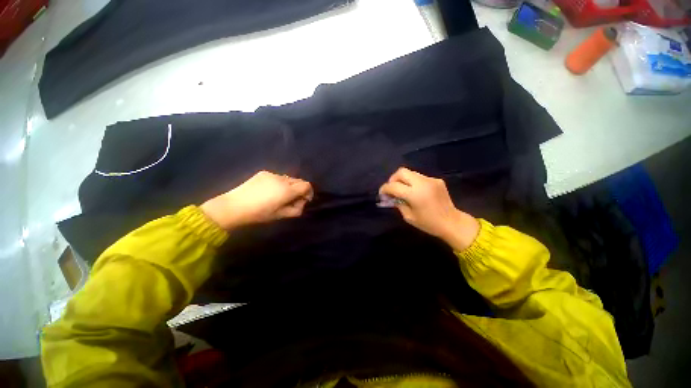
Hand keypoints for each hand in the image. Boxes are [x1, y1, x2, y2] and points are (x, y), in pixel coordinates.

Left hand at [201, 171, 312, 229]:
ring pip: (289, 178)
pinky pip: (278, 177)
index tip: (304, 200)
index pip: (307, 185)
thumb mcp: (281, 215)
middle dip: (300, 190)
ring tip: (280, 196)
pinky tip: (269, 191)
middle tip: (292, 200)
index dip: (309, 192)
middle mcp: (282, 179)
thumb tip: (302, 203)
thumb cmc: (259, 214)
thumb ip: (296, 209)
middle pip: (299, 181)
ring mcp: (273, 174)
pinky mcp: (264, 172)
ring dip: (290, 186)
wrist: (234, 206)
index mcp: (288, 190)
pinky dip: (280, 183)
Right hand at [379, 167, 478, 251]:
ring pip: (410, 172)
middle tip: (392, 189)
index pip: (393, 186)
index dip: (384, 189)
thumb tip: (391, 197)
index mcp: (415, 194)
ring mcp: (430, 180)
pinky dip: (413, 182)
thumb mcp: (409, 217)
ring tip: (402, 190)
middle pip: (401, 172)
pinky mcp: (436, 180)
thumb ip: (398, 204)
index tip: (382, 194)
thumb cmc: (429, 223)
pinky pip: (419, 177)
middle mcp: (422, 183)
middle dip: (393, 179)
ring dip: (403, 180)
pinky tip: (415, 192)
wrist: (452, 222)